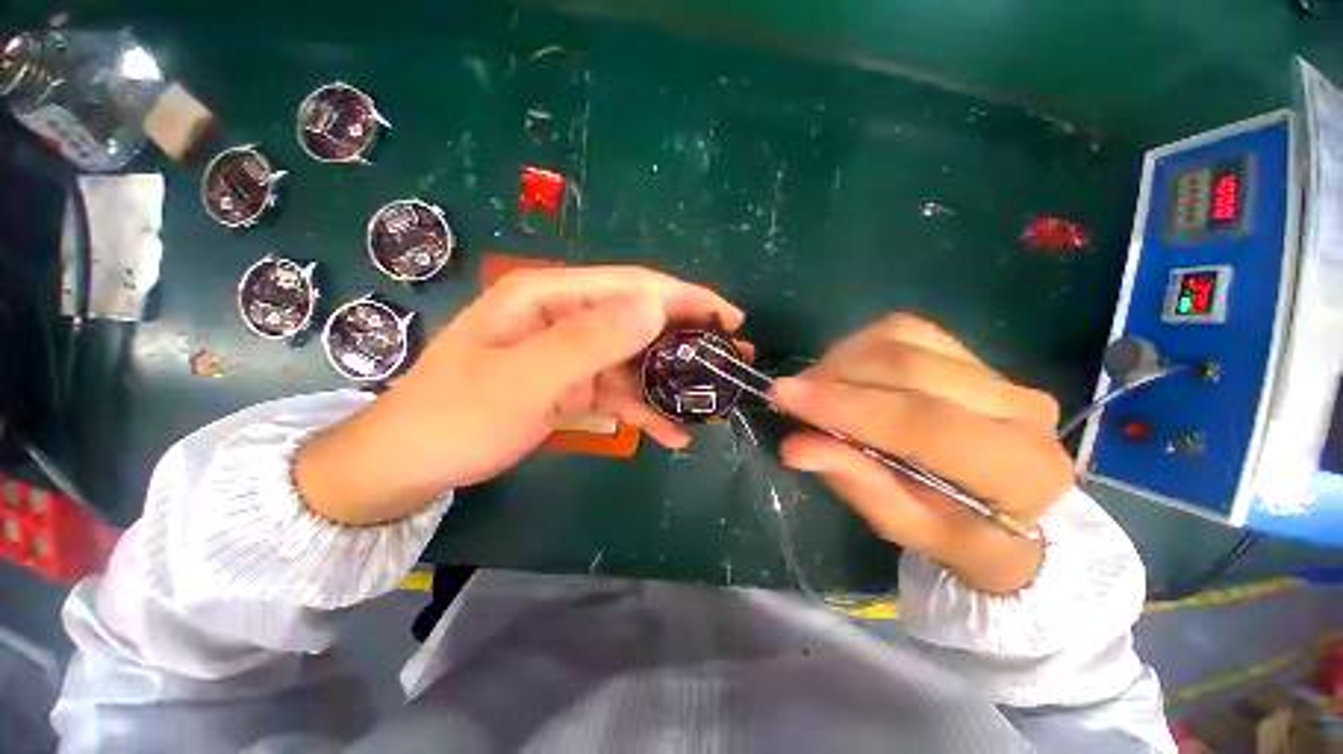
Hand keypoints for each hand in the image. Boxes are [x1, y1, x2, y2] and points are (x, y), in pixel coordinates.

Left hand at [296, 266, 743, 524]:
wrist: (412, 462)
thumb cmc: (456, 416)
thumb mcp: (523, 379)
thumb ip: (589, 342)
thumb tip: (655, 307)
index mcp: (549, 296)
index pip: (631, 285)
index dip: (684, 298)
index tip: (729, 318)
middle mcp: (566, 317)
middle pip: (640, 320)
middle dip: (688, 339)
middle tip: (732, 358)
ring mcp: (571, 354)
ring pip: (636, 360)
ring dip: (673, 382)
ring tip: (713, 402)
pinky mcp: (572, 385)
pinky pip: (619, 391)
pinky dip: (646, 411)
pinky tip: (673, 433)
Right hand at [771, 315, 1072, 593]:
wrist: (1009, 508)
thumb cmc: (959, 533)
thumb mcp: (907, 528)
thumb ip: (859, 485)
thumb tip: (795, 446)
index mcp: (1019, 470)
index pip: (922, 422)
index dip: (845, 405)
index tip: (783, 395)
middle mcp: (1020, 408)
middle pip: (908, 369)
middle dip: (834, 377)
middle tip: (788, 395)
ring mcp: (997, 371)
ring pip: (902, 340)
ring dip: (842, 360)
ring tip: (813, 388)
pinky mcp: (971, 353)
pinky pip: (903, 331)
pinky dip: (859, 347)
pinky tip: (843, 372)